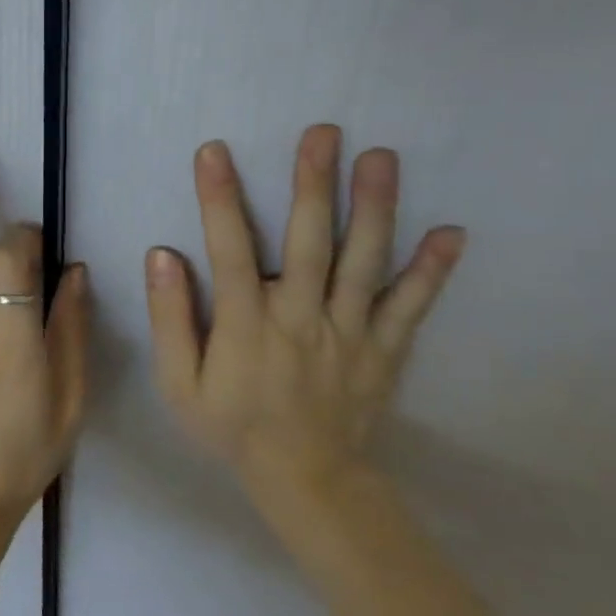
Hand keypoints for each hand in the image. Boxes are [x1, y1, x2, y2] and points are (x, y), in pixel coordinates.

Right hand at [147, 125, 464, 538]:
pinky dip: (432, 272)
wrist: (307, 483)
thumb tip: (162, 254)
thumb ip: (170, 319)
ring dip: (373, 208)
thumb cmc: (234, 426)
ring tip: (381, 157)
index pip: (229, 251)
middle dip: (314, 184)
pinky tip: (452, 233)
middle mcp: (301, 318)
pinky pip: (411, 307)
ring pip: (363, 263)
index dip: (220, 199)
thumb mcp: (180, 385)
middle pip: (309, 243)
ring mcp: (350, 333)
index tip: (214, 151)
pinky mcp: (384, 349)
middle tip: (324, 131)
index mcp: (247, 325)